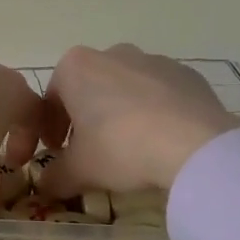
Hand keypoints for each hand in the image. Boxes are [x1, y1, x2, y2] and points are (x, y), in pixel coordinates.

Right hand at [33, 44, 239, 199]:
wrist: (195, 145)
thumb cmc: (121, 147)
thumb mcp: (79, 170)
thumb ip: (54, 176)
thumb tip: (45, 185)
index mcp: (75, 67)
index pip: (52, 98)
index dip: (51, 128)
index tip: (57, 150)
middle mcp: (111, 53)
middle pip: (89, 87)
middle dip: (86, 116)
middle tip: (91, 150)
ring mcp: (153, 60)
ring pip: (125, 87)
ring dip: (121, 111)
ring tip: (130, 146)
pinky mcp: (186, 73)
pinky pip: (161, 92)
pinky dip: (155, 111)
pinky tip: (161, 140)